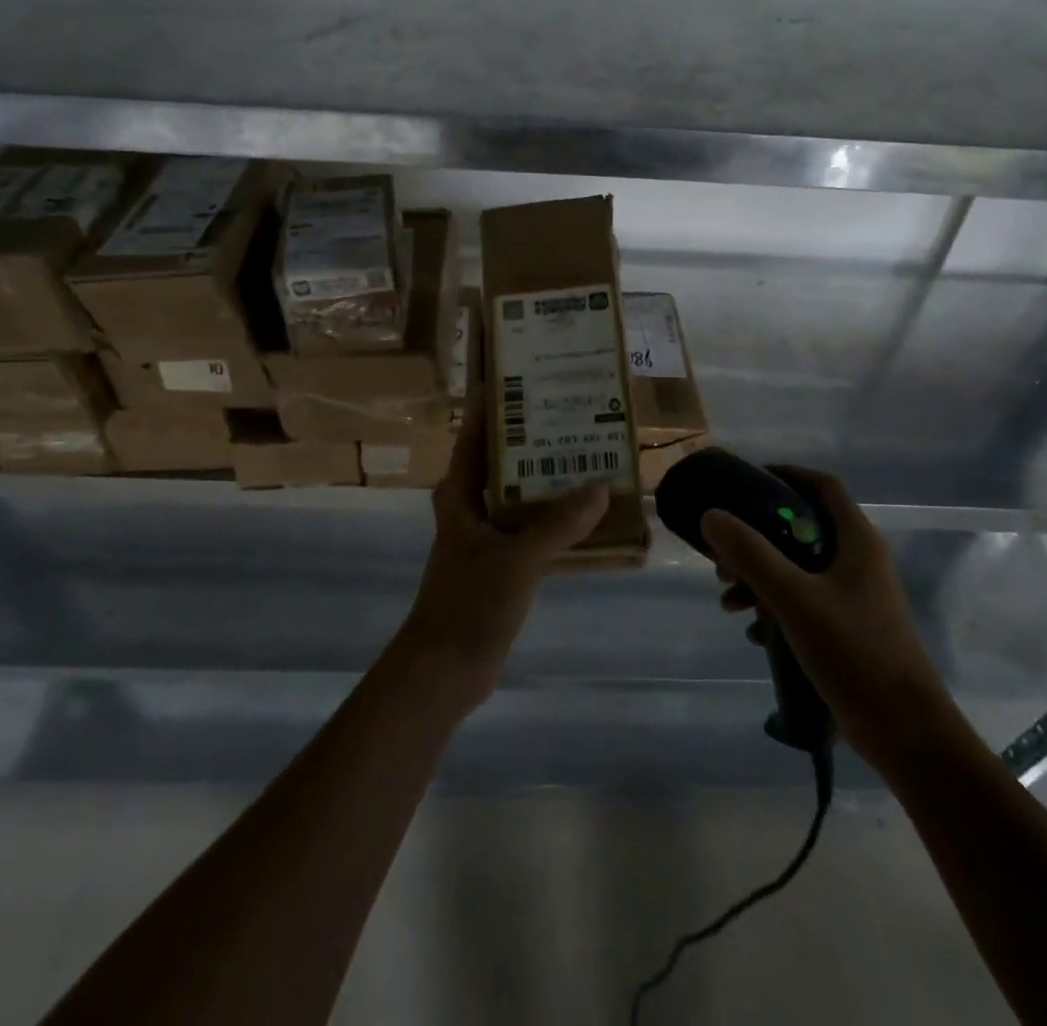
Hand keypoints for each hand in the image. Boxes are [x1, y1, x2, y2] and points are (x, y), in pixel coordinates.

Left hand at [394, 394, 607, 709]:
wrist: (445, 670)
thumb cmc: (469, 604)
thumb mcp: (516, 560)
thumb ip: (558, 524)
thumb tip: (601, 488)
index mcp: (460, 493)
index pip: (476, 433)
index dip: (496, 403)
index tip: (526, 375)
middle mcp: (471, 505)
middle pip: (504, 458)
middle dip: (535, 437)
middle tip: (575, 410)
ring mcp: (487, 535)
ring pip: (521, 493)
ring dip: (550, 478)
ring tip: (591, 453)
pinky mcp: (502, 562)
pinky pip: (533, 527)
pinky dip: (557, 517)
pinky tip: (590, 512)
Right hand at [704, 465, 954, 768]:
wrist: (906, 734)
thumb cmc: (855, 652)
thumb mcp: (795, 598)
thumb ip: (751, 554)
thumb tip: (711, 515)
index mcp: (857, 541)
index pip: (822, 486)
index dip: (785, 475)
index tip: (744, 483)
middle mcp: (858, 561)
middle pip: (802, 528)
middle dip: (758, 537)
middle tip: (724, 555)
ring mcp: (855, 597)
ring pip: (798, 567)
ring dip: (760, 576)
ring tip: (729, 601)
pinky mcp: (847, 628)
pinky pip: (803, 601)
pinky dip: (774, 606)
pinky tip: (753, 632)